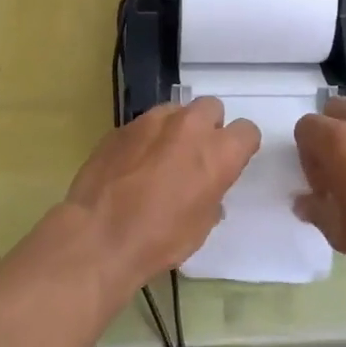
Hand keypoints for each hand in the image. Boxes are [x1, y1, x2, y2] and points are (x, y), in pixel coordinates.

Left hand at [64, 98, 260, 288]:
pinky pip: (142, 125)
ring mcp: (151, 122)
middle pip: (211, 107)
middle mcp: (189, 127)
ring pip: (175, 111)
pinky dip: (144, 140)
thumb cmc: (160, 239)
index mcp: (218, 153)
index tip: (229, 162)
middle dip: (208, 126)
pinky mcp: (121, 127)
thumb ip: (212, 194)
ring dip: (174, 129)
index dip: (239, 146)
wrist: (98, 237)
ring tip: (160, 158)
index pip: (247, 131)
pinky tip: (131, 166)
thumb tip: (205, 190)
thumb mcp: (201, 225)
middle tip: (195, 155)